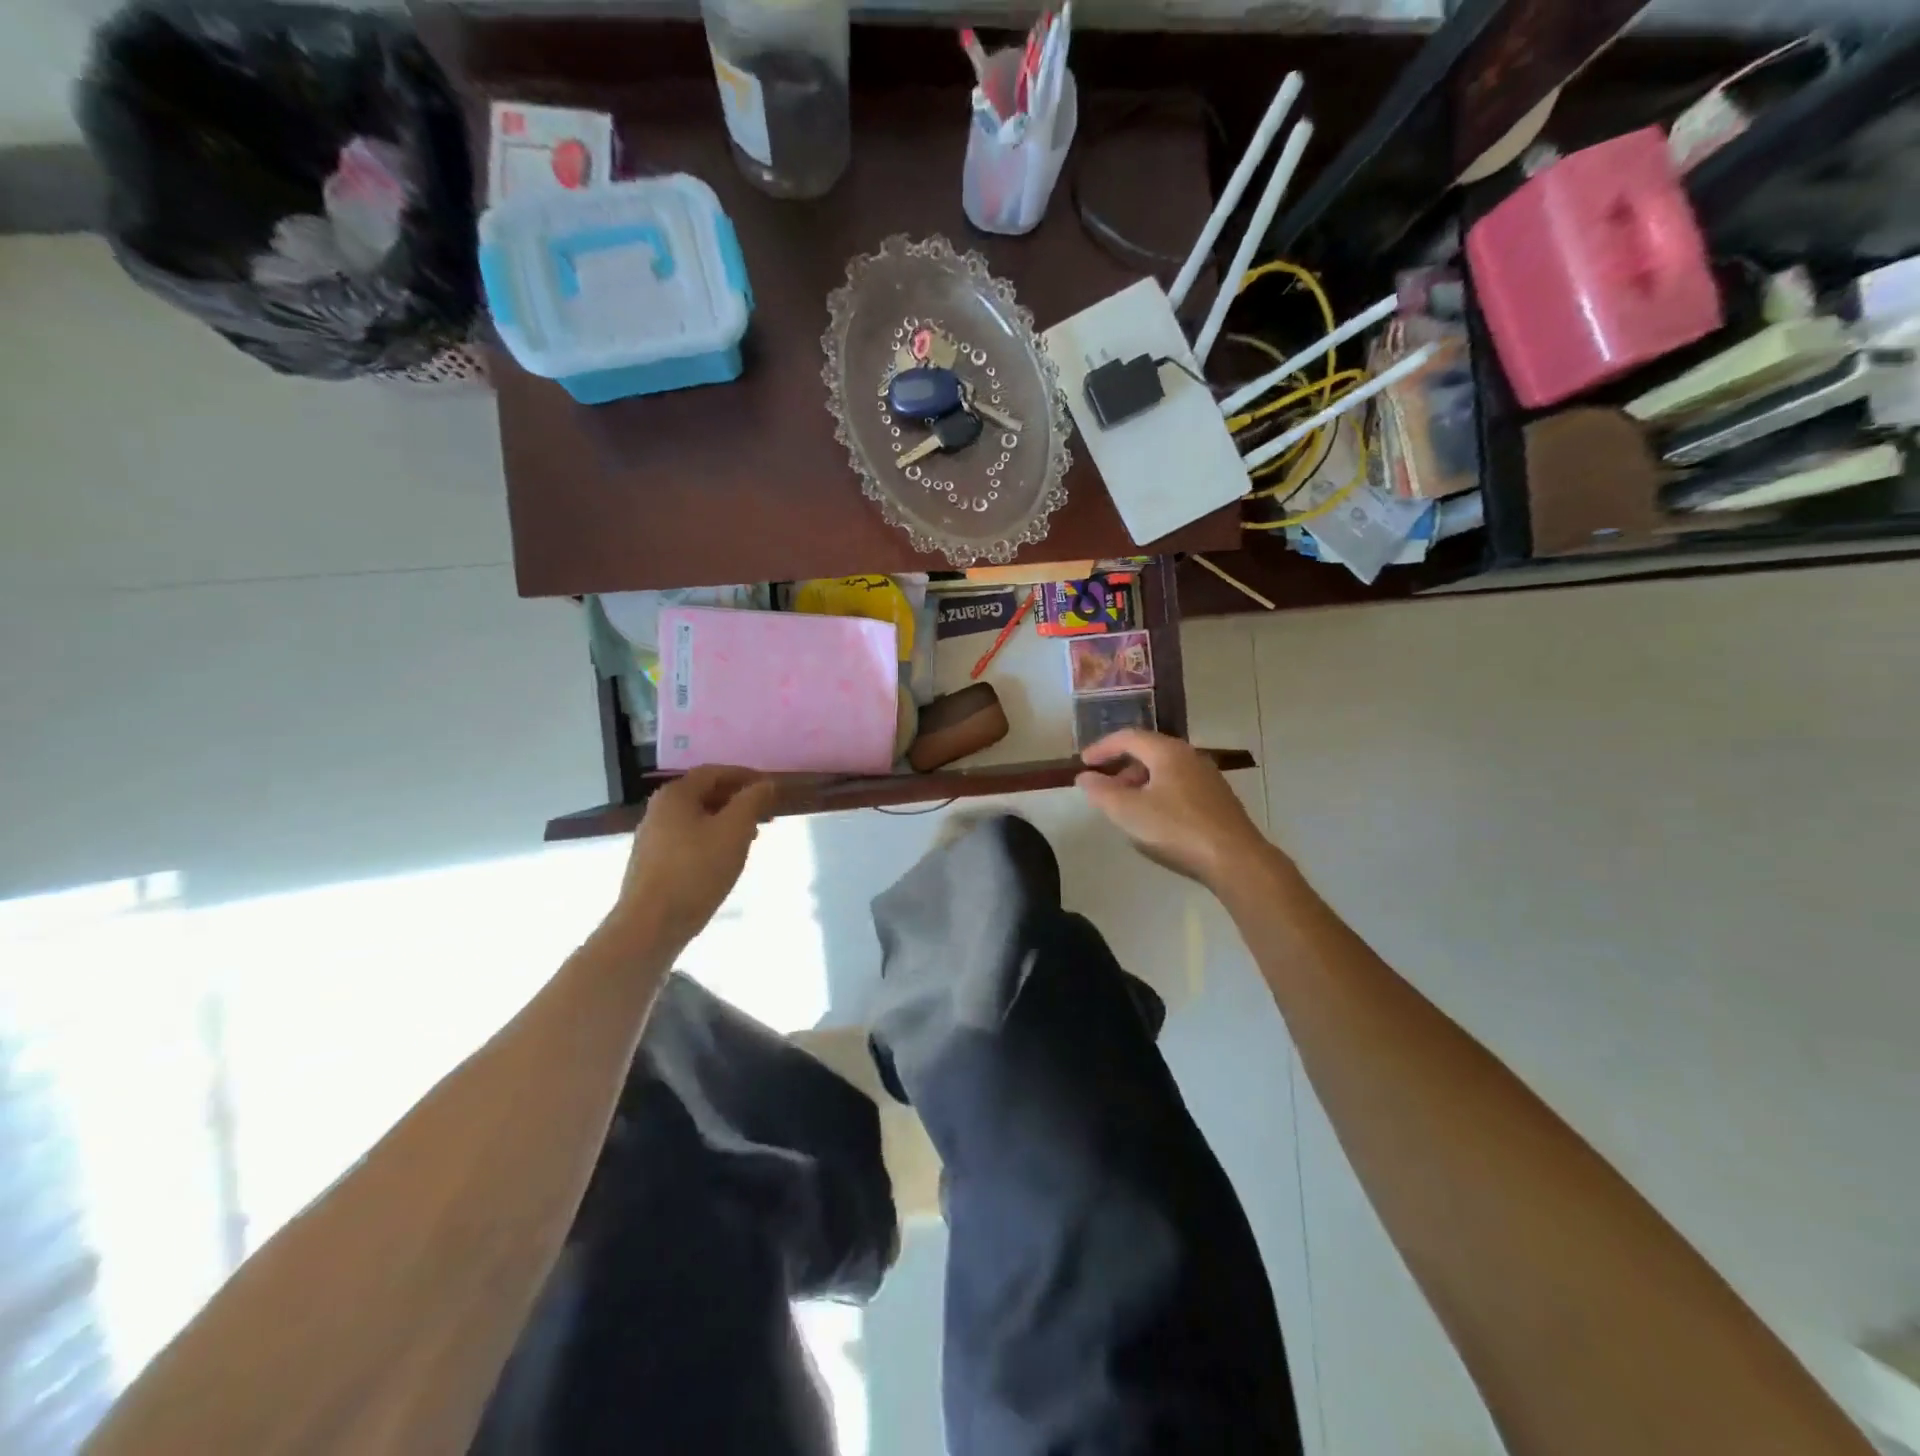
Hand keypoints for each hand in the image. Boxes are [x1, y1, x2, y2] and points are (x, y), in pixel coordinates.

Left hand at [613, 766, 778, 947]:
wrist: (651, 925)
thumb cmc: (697, 870)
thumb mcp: (735, 830)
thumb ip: (752, 800)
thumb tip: (765, 783)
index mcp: (675, 795)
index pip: (715, 772)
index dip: (745, 776)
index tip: (770, 787)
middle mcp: (658, 809)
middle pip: (704, 794)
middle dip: (738, 800)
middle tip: (766, 813)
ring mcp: (652, 837)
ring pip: (697, 818)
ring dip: (726, 821)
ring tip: (751, 837)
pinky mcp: (652, 863)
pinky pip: (688, 839)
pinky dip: (711, 839)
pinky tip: (725, 858)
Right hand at [1077, 730, 1270, 889]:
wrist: (1236, 860)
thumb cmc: (1176, 829)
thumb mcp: (1128, 811)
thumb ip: (1101, 792)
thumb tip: (1084, 777)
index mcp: (1168, 752)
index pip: (1129, 737)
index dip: (1102, 747)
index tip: (1083, 763)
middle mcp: (1191, 757)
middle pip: (1149, 751)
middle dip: (1121, 767)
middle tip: (1104, 787)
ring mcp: (1208, 778)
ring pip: (1165, 770)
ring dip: (1140, 782)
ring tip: (1126, 807)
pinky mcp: (1218, 800)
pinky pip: (1180, 786)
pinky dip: (1159, 793)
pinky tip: (1155, 820)